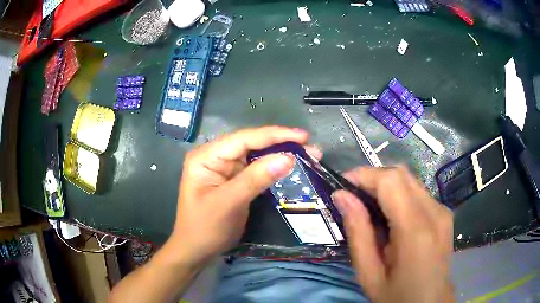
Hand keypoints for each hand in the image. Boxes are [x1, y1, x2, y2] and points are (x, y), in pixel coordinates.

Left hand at [169, 126, 320, 265]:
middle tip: (310, 146)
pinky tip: (291, 166)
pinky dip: (274, 168)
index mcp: (206, 156)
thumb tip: (288, 158)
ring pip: (257, 155)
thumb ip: (255, 179)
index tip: (302, 136)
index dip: (274, 135)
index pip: (243, 138)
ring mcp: (225, 168)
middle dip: (281, 143)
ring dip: (281, 154)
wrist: (196, 250)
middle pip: (251, 144)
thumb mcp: (228, 204)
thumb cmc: (204, 228)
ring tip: (308, 154)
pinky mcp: (234, 180)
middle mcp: (215, 156)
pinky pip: (257, 169)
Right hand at [332, 166, 453, 302]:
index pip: (390, 181)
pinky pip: (418, 192)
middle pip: (401, 174)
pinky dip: (399, 195)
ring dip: (386, 186)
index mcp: (416, 230)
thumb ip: (358, 233)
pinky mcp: (444, 213)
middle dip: (373, 178)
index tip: (342, 185)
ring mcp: (443, 211)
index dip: (364, 175)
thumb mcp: (369, 274)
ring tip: (369, 207)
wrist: (429, 302)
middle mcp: (435, 212)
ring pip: (410, 181)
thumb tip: (342, 197)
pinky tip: (390, 216)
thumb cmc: (397, 295)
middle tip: (353, 196)